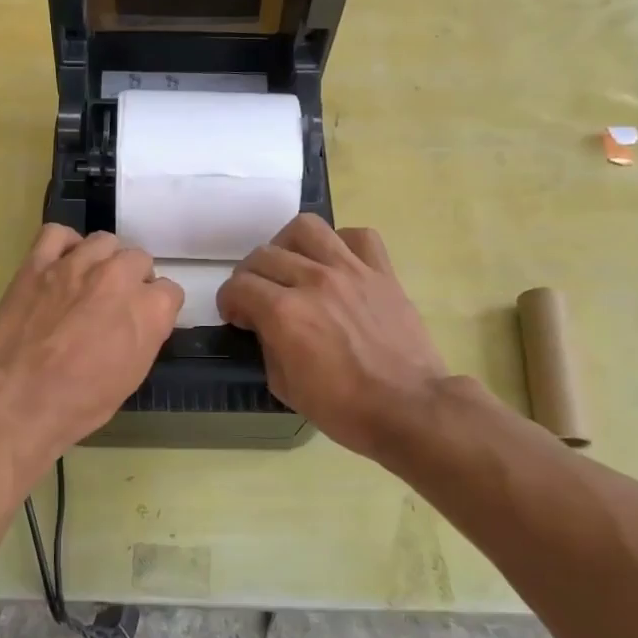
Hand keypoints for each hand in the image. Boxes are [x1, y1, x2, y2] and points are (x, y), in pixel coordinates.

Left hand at [0, 225, 182, 460]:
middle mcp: (119, 276)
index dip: (157, 307)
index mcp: (149, 309)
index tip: (143, 321)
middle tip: (114, 304)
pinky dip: (64, 244)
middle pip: (139, 259)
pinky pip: (57, 233)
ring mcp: (77, 264)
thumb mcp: (132, 377)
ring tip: (90, 280)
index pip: (170, 291)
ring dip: (103, 259)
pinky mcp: (38, 262)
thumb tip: (141, 321)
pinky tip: (62, 262)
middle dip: (132, 280)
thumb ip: (145, 337)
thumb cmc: (81, 402)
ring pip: (104, 241)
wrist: (19, 399)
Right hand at [217, 214, 454, 459]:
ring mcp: (351, 271)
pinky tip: (335, 264)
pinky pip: (357, 236)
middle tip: (258, 297)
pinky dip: (340, 243)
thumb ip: (268, 346)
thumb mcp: (285, 386)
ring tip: (291, 266)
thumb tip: (266, 326)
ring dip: (287, 245)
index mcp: (284, 313)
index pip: (238, 286)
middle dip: (250, 276)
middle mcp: (313, 281)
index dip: (228, 301)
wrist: (408, 409)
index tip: (236, 316)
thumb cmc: (344, 408)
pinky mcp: (382, 272)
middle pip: (264, 254)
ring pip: (306, 228)